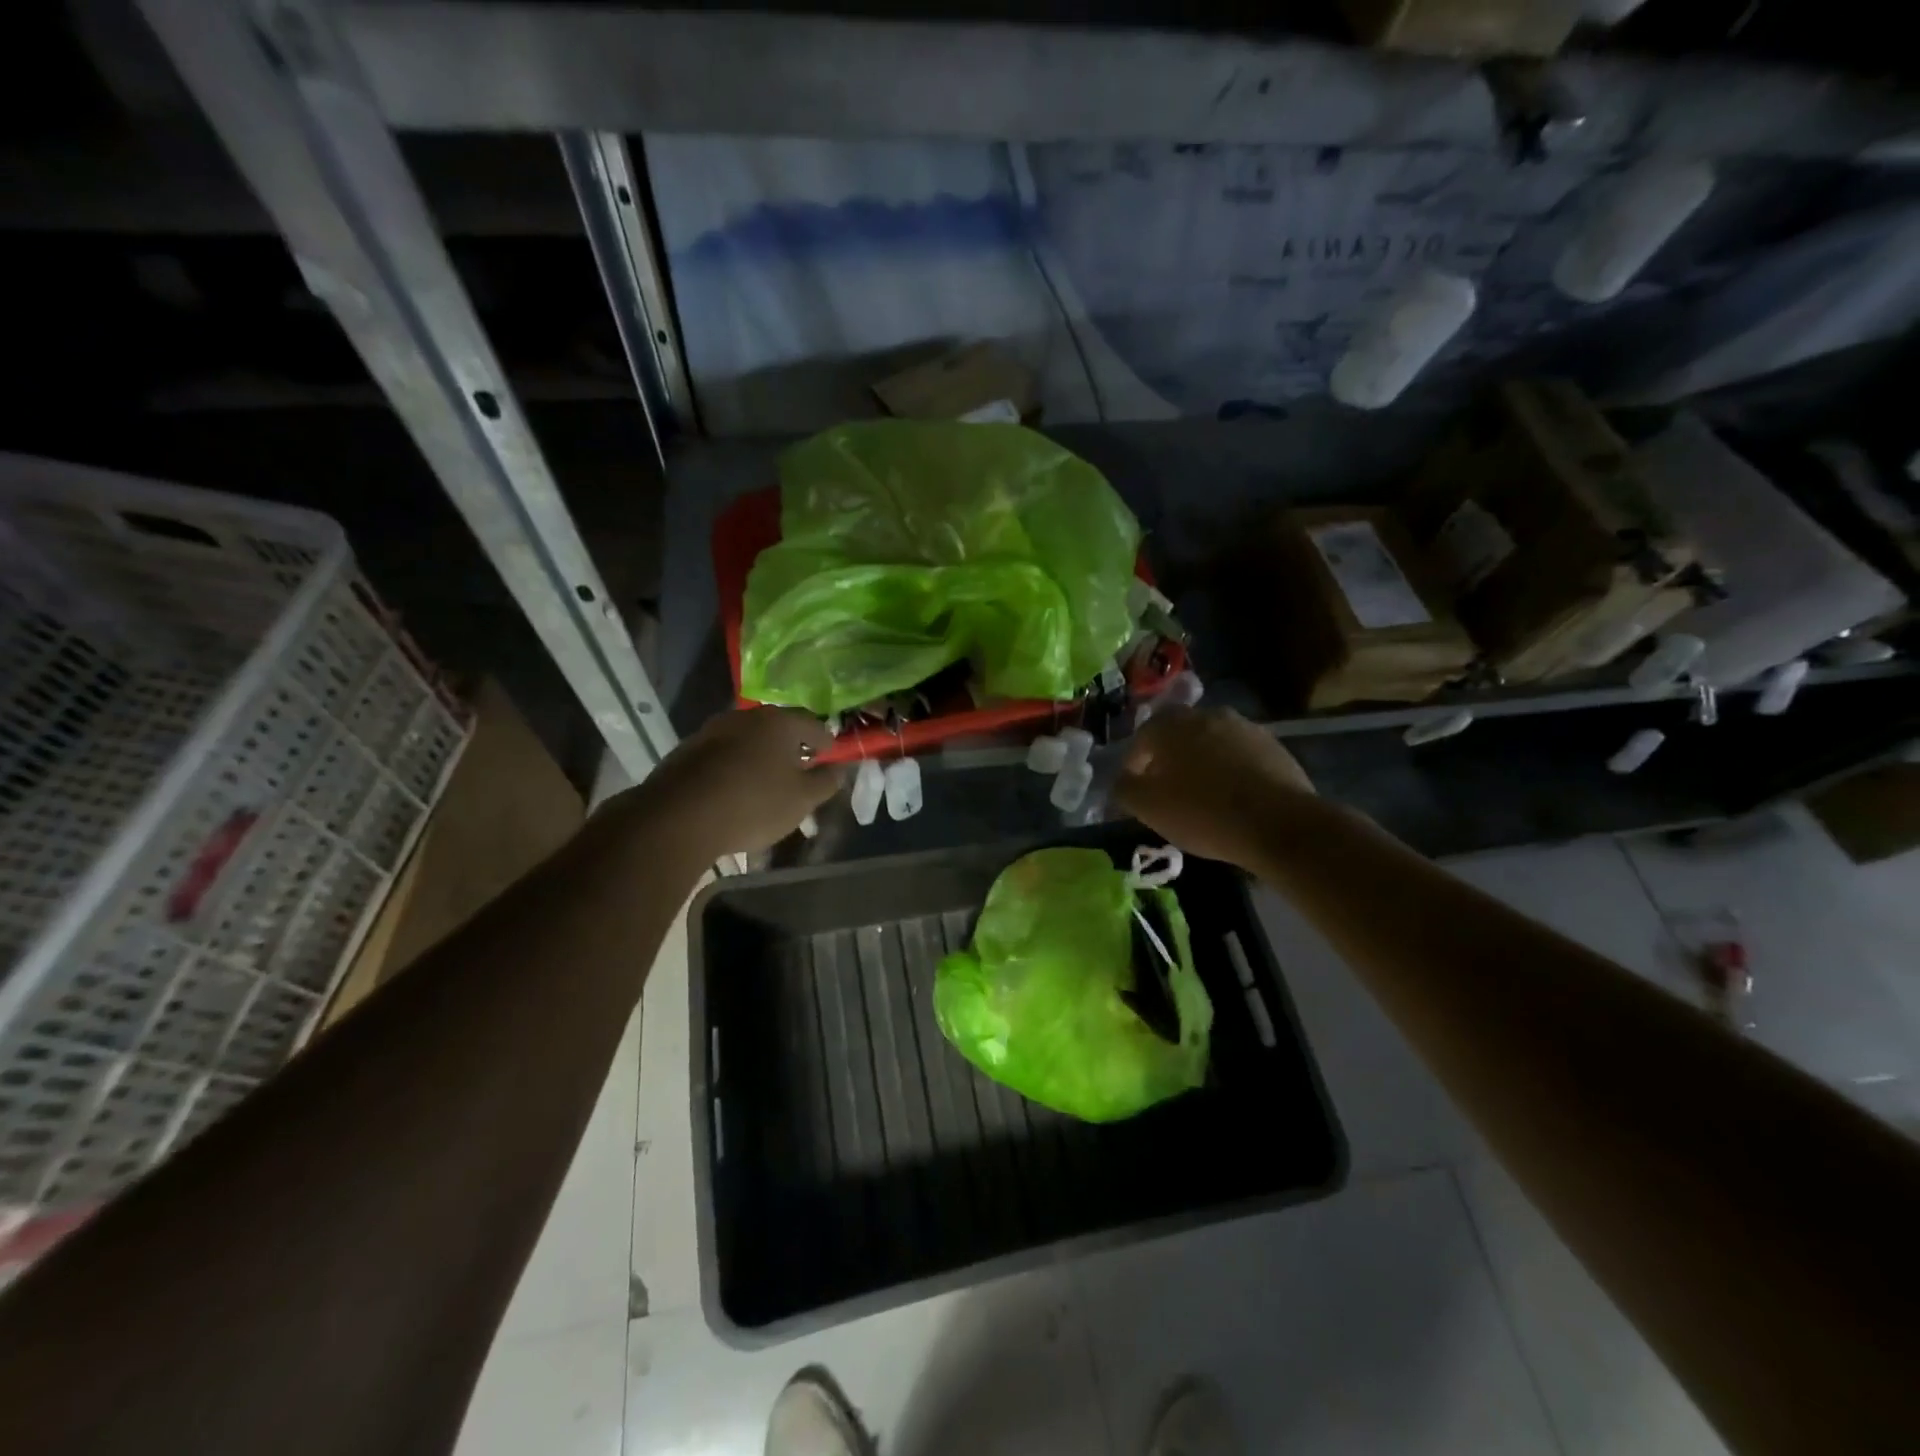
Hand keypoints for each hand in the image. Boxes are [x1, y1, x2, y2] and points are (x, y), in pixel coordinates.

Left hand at [636, 708, 845, 856]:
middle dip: (791, 747)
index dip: (825, 742)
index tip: (829, 757)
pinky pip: (722, 756)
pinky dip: (734, 768)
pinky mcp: (686, 752)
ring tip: (767, 783)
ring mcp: (711, 732)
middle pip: (777, 728)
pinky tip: (735, 791)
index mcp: (779, 722)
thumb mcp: (802, 799)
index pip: (813, 724)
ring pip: (747, 741)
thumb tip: (838, 769)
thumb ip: (826, 782)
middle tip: (800, 770)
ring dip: (760, 757)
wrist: (678, 817)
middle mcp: (745, 717)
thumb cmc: (754, 803)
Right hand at [1114, 707, 1315, 869]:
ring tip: (1203, 794)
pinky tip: (1233, 798)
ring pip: (1212, 742)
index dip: (1134, 764)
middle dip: (1170, 758)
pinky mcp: (1274, 747)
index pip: (1142, 737)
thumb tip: (1121, 780)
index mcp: (1171, 724)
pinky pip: (1240, 756)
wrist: (1278, 823)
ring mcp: (1245, 728)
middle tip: (1168, 789)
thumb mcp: (1148, 808)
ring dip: (1203, 762)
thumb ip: (1125, 788)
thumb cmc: (1202, 812)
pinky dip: (1231, 771)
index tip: (1136, 789)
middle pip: (1179, 734)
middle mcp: (1207, 715)